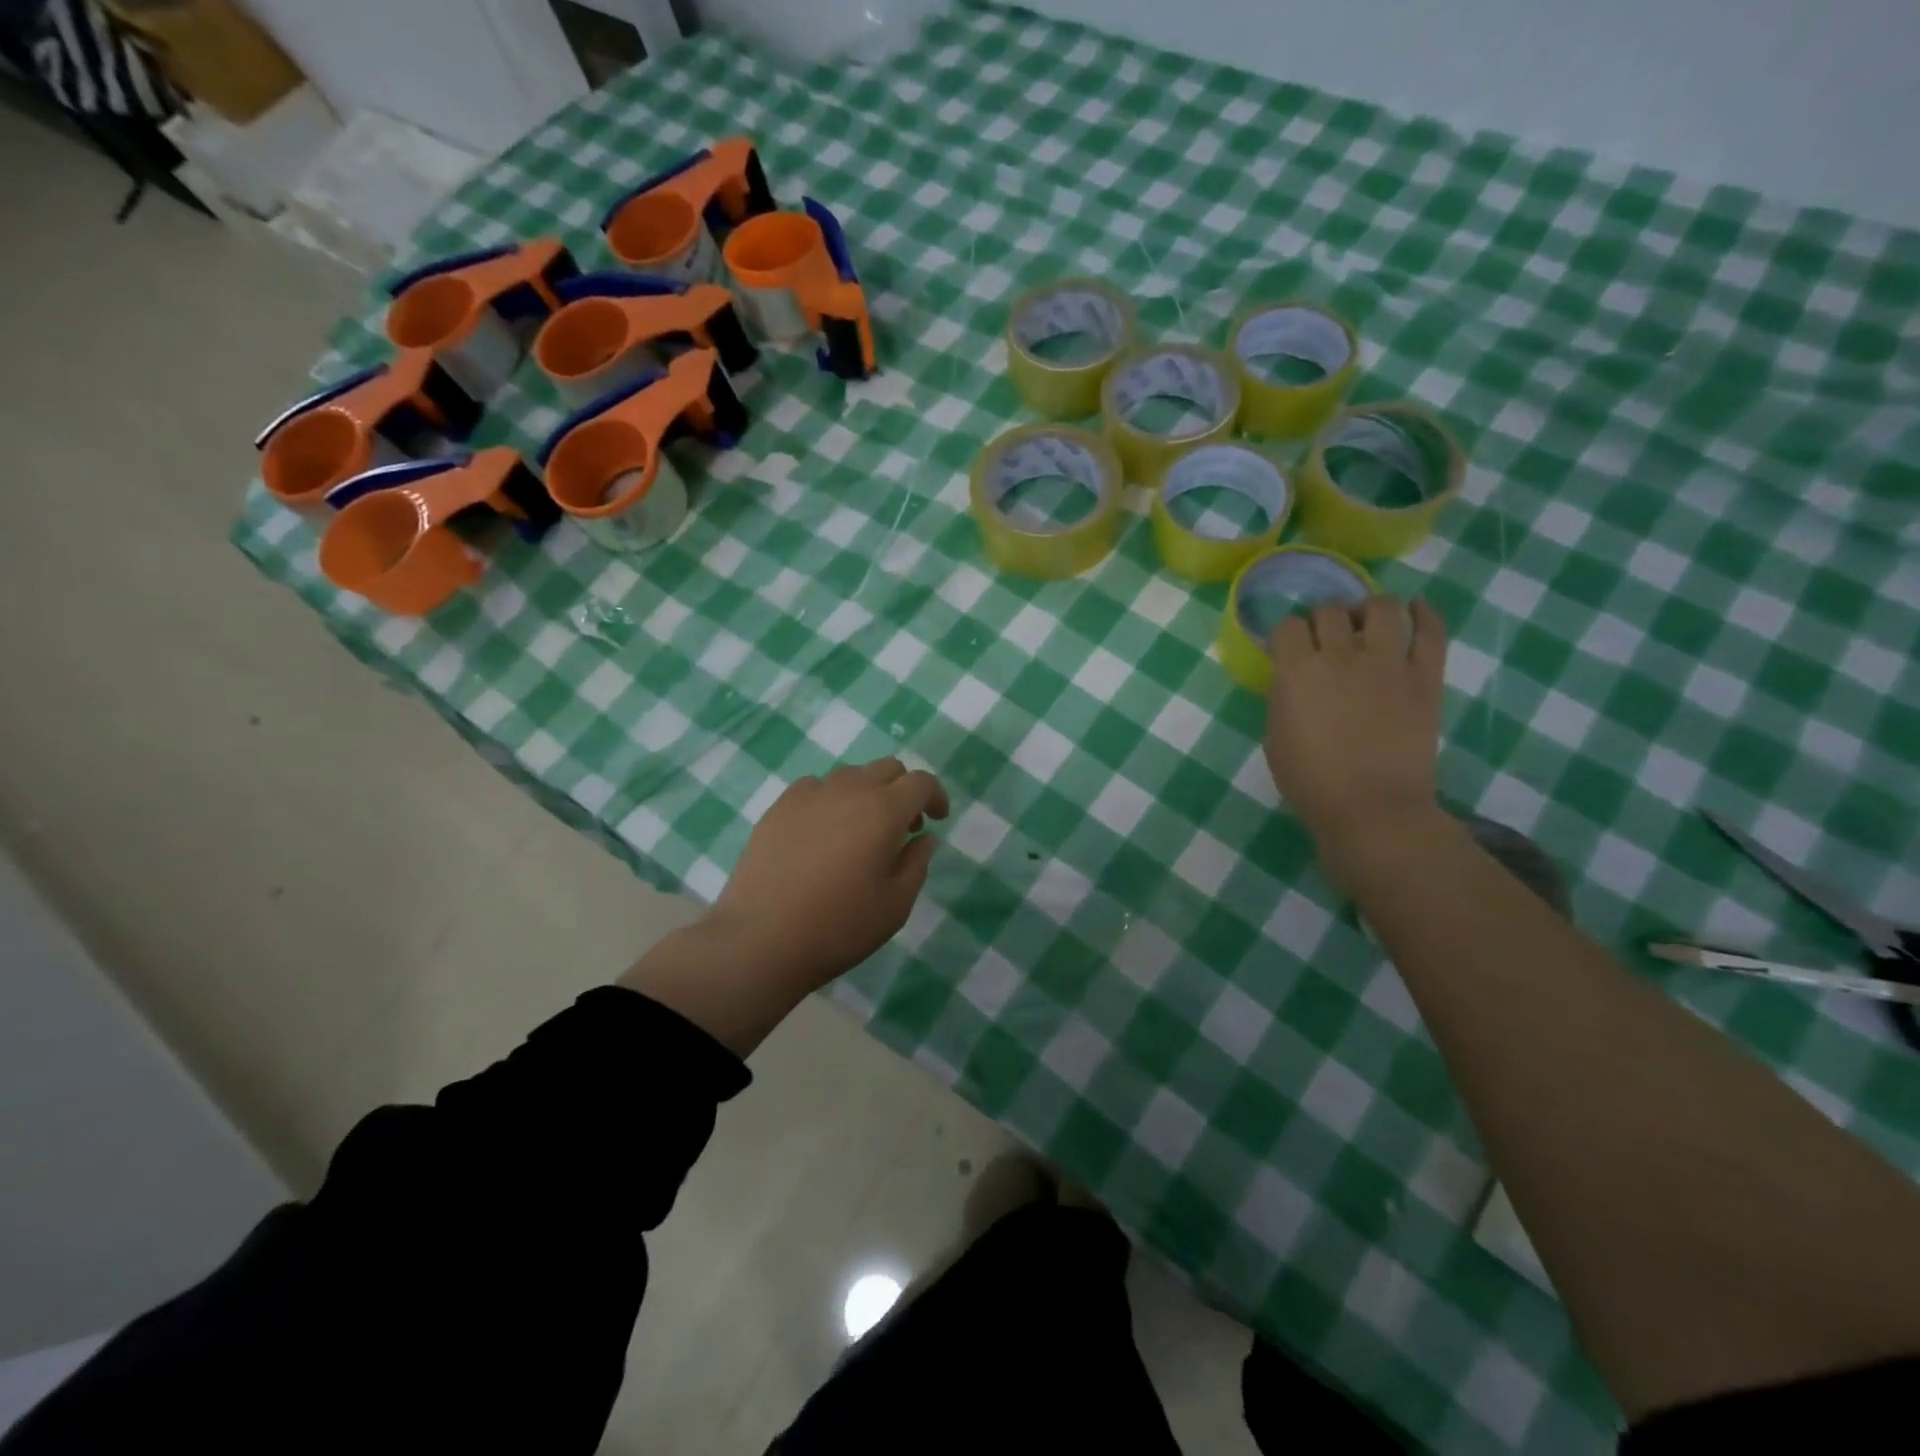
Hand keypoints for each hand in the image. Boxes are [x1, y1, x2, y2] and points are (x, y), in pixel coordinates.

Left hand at [712, 758, 949, 989]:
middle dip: (903, 790)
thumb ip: (916, 864)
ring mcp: (808, 795)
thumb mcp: (895, 905)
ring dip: (866, 793)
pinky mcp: (778, 808)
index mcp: (883, 810)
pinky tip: (822, 833)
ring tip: (860, 831)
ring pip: (850, 776)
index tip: (936, 819)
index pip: (920, 782)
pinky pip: (815, 788)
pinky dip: (830, 800)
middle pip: (887, 768)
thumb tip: (923, 838)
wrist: (761, 939)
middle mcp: (848, 790)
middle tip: (902, 828)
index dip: (935, 796)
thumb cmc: (839, 926)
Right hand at [1264, 596, 1446, 858]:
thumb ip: (1284, 697)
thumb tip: (1294, 678)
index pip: (1287, 625)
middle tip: (1326, 638)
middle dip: (1323, 619)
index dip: (1286, 634)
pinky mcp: (1426, 677)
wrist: (1372, 808)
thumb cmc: (1311, 781)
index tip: (1287, 649)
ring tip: (1367, 623)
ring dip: (1369, 609)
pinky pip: (1431, 632)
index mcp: (1298, 672)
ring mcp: (1389, 664)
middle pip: (1331, 610)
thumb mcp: (1275, 737)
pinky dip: (1423, 614)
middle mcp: (1342, 656)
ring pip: (1382, 608)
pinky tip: (1414, 609)